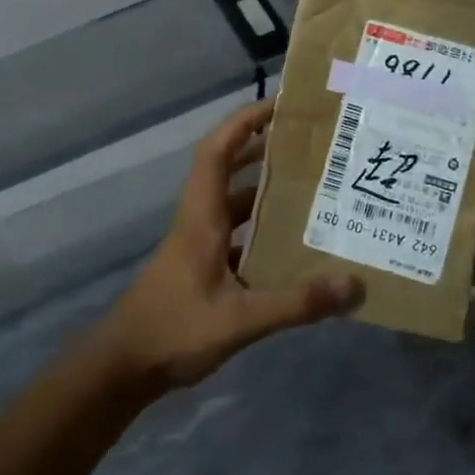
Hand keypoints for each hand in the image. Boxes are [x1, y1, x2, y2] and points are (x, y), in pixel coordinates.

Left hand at [90, 101, 362, 392]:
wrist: (122, 368)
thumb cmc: (173, 330)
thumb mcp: (240, 319)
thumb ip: (296, 303)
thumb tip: (353, 284)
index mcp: (201, 217)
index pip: (217, 151)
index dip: (244, 122)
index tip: (279, 106)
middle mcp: (198, 221)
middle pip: (227, 169)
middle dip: (262, 149)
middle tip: (307, 145)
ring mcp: (197, 246)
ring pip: (232, 204)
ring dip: (263, 191)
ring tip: (309, 188)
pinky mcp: (200, 269)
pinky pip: (235, 236)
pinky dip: (260, 231)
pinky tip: (289, 247)